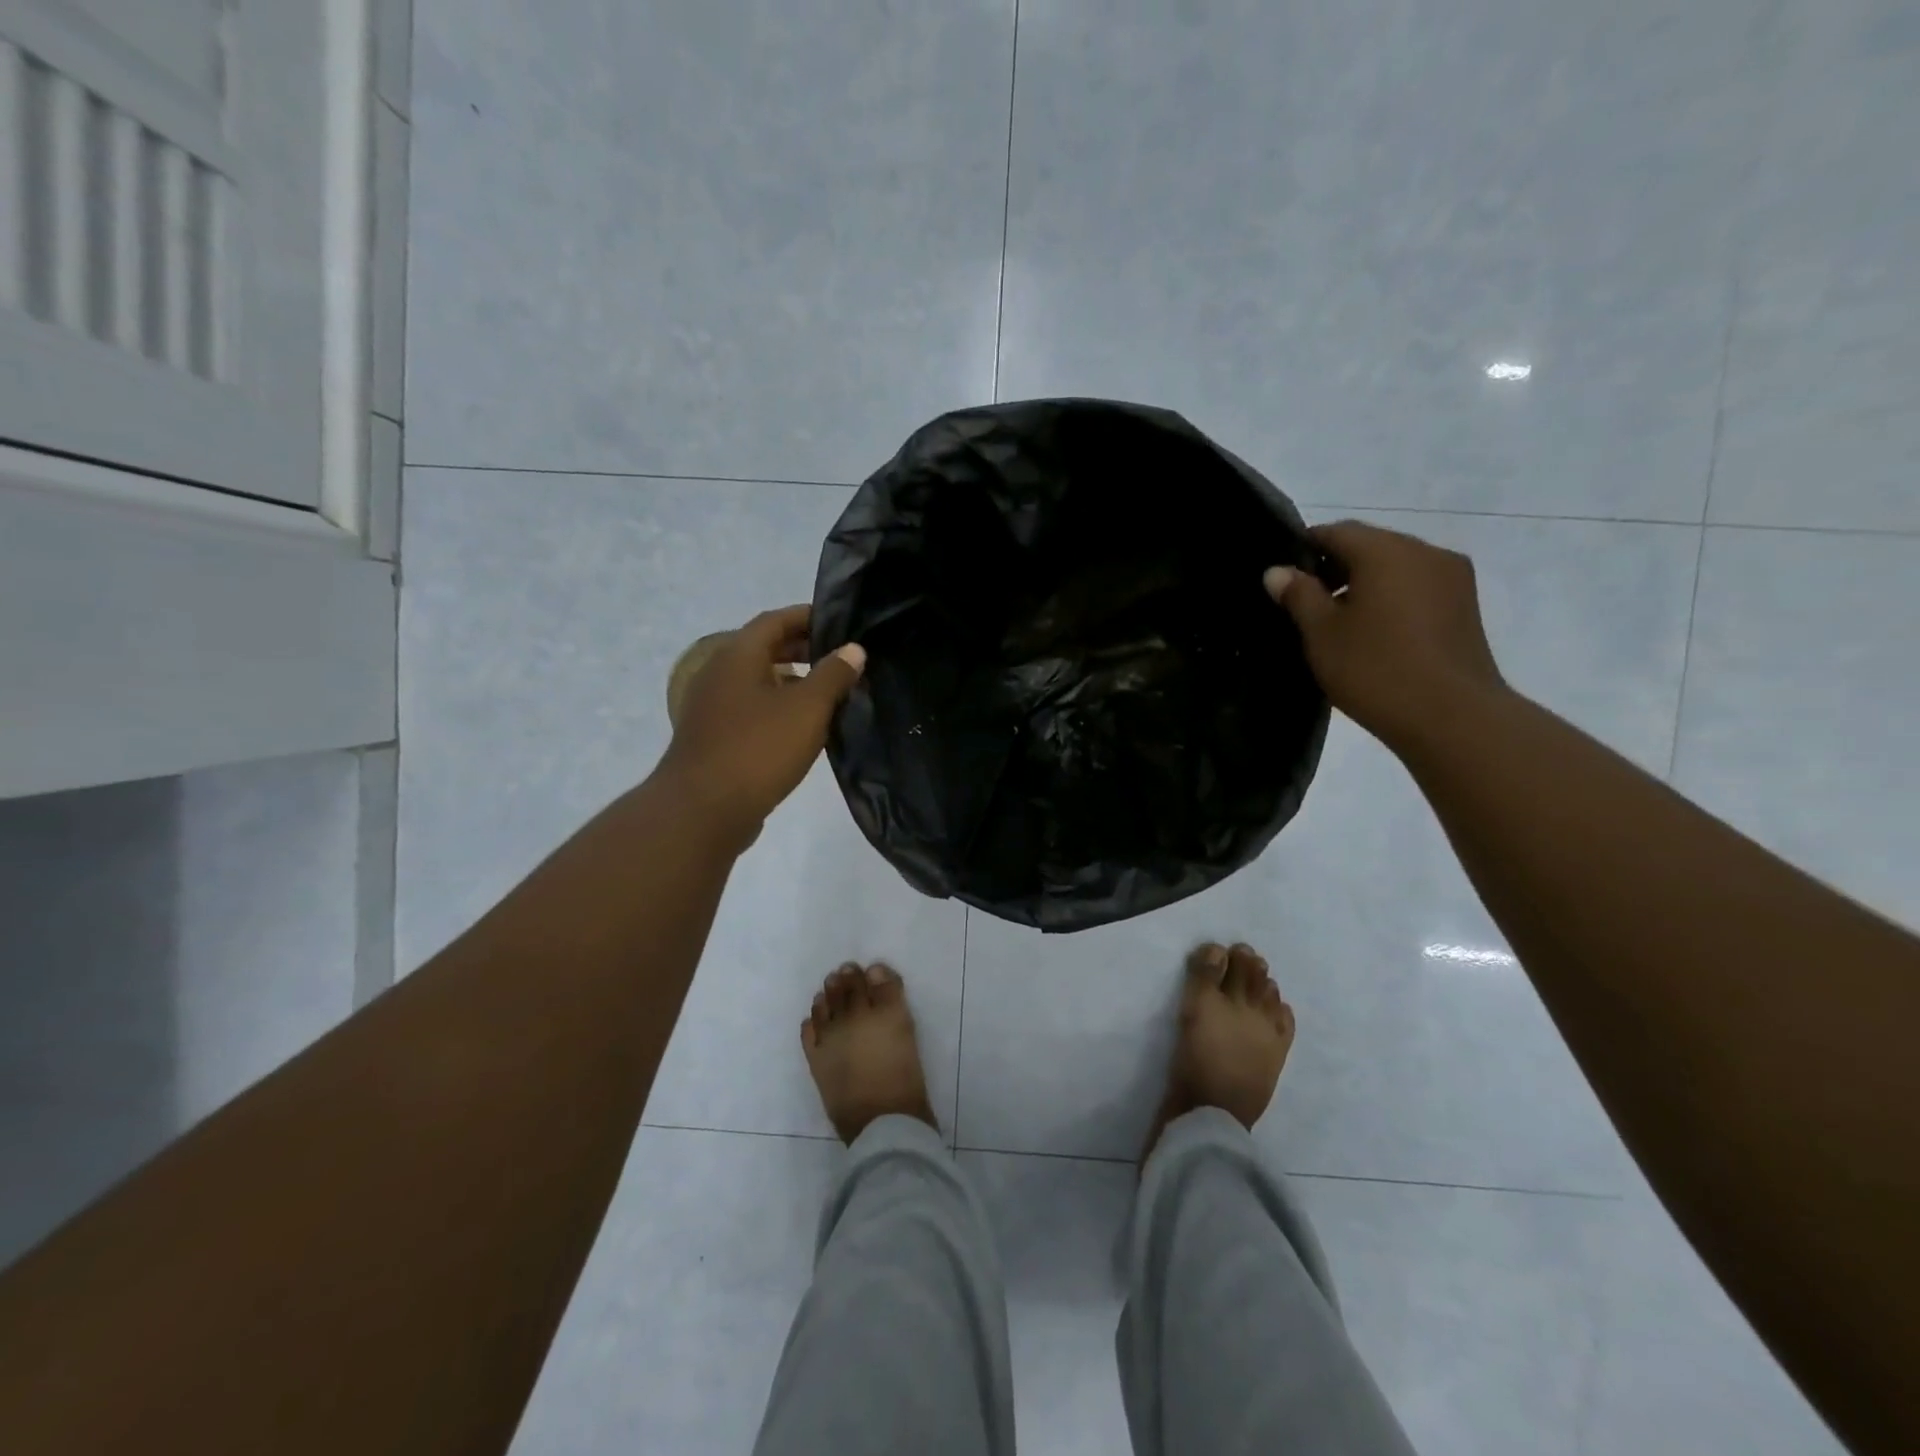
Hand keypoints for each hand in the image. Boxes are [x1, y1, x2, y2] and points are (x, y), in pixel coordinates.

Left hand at [657, 605, 865, 843]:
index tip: (840, 622)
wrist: (702, 811)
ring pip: (757, 680)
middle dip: (802, 648)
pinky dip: (777, 706)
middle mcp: (719, 673)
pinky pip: (750, 708)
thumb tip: (853, 649)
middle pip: (763, 648)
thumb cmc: (758, 749)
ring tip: (828, 693)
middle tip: (840, 658)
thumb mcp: (807, 709)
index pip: (775, 620)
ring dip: (791, 680)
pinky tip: (802, 728)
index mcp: (737, 656)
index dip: (807, 616)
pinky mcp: (713, 737)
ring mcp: (712, 707)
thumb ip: (833, 675)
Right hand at [1264, 521, 1505, 750]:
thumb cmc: (1375, 670)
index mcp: (1386, 551)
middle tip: (1306, 605)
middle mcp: (1425, 552)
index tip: (1283, 579)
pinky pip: (1417, 587)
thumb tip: (1277, 571)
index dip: (1304, 549)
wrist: (1452, 717)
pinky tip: (1375, 633)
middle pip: (1369, 545)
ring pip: (1396, 567)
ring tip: (1340, 624)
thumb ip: (1298, 595)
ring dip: (1365, 584)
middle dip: (1336, 567)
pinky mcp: (1466, 606)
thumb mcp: (1321, 633)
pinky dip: (1392, 598)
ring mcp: (1453, 578)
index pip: (1336, 531)